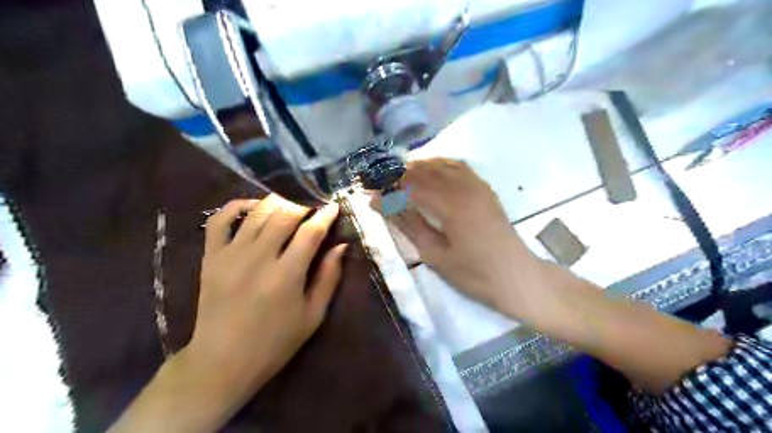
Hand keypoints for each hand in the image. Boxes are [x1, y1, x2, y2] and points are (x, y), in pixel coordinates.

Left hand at [107, 196, 345, 432]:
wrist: (221, 362)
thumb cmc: (274, 342)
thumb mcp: (313, 315)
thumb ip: (329, 278)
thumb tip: (340, 247)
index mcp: (286, 275)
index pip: (311, 232)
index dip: (325, 216)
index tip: (333, 207)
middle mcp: (258, 257)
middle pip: (284, 215)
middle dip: (303, 206)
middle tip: (313, 209)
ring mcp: (231, 254)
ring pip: (257, 212)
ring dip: (278, 202)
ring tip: (290, 206)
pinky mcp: (211, 257)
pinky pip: (219, 220)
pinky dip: (237, 206)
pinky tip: (253, 207)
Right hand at [372, 159, 547, 318]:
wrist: (517, 277)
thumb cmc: (474, 274)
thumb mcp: (435, 254)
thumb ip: (407, 224)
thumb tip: (378, 203)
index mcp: (450, 204)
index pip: (409, 186)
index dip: (387, 188)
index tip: (369, 192)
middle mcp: (464, 187)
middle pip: (425, 170)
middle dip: (399, 175)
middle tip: (381, 185)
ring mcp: (477, 185)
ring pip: (441, 164)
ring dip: (418, 167)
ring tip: (400, 178)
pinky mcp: (485, 189)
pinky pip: (459, 166)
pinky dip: (440, 165)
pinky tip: (431, 173)